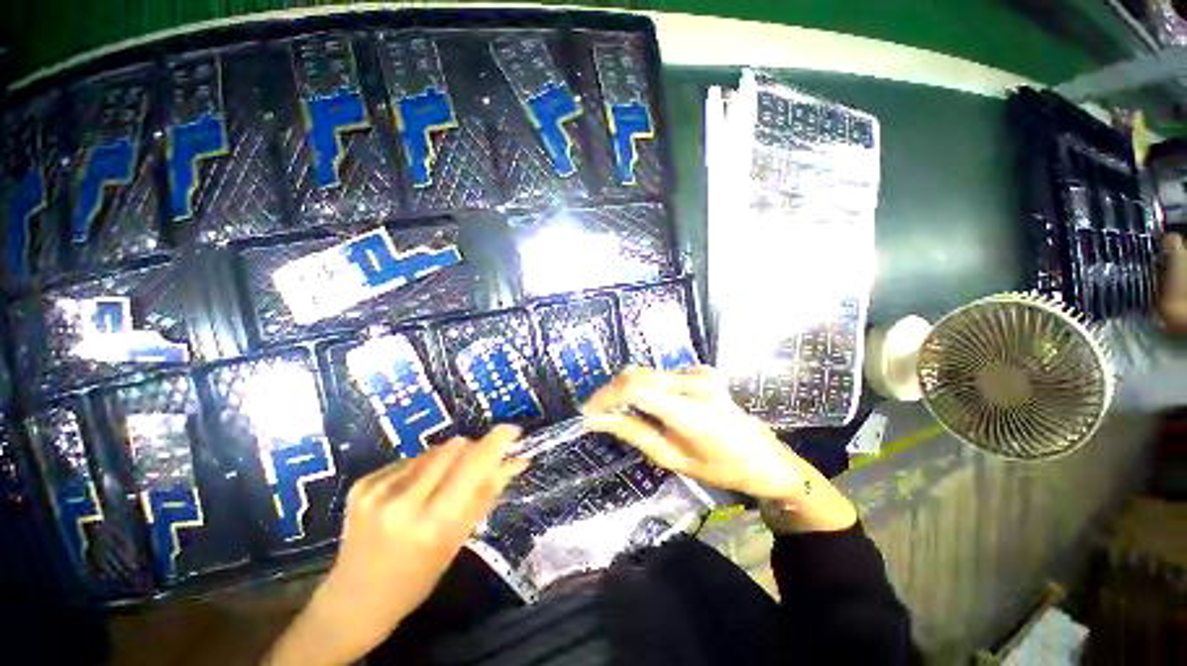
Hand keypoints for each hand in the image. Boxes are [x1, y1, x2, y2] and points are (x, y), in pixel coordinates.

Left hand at [266, 426, 526, 665]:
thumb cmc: (417, 577)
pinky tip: (411, 494)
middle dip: (471, 452)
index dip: (496, 441)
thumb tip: (517, 460)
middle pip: (455, 447)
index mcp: (432, 523)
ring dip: (446, 461)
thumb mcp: (457, 540)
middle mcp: (402, 501)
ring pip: (433, 450)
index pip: (473, 465)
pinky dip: (421, 469)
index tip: (513, 430)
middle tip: (472, 471)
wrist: (354, 600)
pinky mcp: (362, 483)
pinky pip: (409, 459)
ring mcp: (377, 490)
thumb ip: (488, 493)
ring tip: (437, 489)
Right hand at [582, 366, 855, 532]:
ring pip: (647, 373)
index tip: (588, 412)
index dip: (606, 396)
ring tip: (614, 410)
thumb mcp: (673, 458)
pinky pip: (660, 374)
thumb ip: (634, 433)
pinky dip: (643, 386)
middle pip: (638, 375)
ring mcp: (700, 372)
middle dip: (611, 391)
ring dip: (625, 388)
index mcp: (692, 410)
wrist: (764, 456)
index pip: (637, 389)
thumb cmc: (721, 468)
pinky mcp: (700, 370)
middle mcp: (695, 382)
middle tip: (596, 412)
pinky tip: (640, 404)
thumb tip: (597, 420)